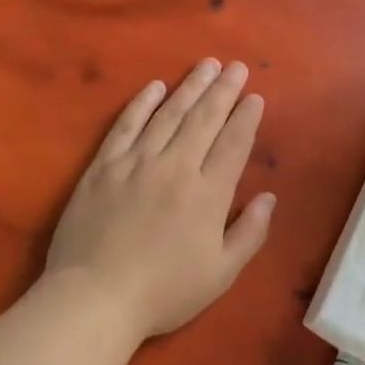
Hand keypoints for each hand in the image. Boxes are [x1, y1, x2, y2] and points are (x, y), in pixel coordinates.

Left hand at [45, 59, 275, 345]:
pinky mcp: (102, 167)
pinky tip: (154, 87)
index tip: (254, 96)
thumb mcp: (221, 274)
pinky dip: (141, 104)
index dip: (246, 117)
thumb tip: (269, 197)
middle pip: (204, 119)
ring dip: (190, 87)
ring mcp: (136, 163)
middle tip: (236, 66)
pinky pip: (125, 126)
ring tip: (206, 65)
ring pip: (168, 115)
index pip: (233, 143)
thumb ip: (250, 233)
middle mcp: (176, 167)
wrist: (95, 299)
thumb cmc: (164, 292)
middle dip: (223, 90)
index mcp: (208, 194)